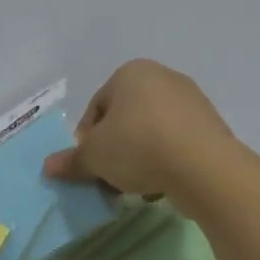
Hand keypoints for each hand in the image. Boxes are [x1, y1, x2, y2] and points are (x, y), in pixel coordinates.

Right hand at [43, 60, 240, 202]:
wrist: (204, 167)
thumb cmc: (139, 147)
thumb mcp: (95, 157)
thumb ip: (71, 160)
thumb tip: (47, 167)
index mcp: (130, 73)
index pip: (96, 108)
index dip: (87, 140)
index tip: (90, 165)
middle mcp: (161, 77)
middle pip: (125, 119)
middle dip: (115, 149)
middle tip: (110, 178)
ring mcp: (191, 99)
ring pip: (152, 131)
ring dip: (140, 156)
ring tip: (137, 186)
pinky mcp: (212, 124)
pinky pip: (177, 142)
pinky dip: (166, 160)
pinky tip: (162, 184)